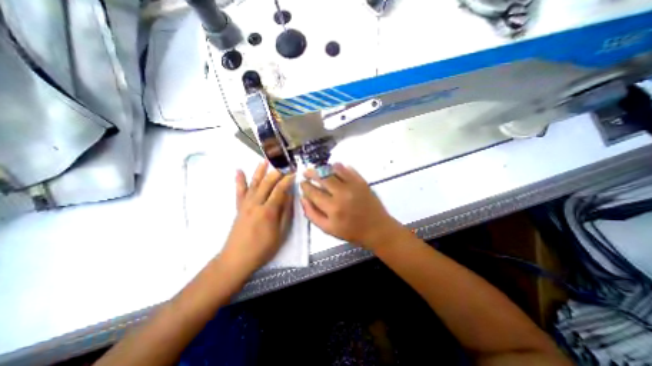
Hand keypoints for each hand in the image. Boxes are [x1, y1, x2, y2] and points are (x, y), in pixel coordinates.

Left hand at [223, 162, 297, 275]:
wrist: (237, 259)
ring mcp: (245, 205)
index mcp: (268, 211)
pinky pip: (239, 192)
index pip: (280, 189)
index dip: (288, 179)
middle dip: (276, 171)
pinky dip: (239, 180)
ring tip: (265, 159)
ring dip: (259, 171)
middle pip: (267, 183)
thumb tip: (289, 196)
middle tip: (283, 163)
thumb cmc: (263, 248)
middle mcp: (256, 204)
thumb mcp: (280, 233)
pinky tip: (239, 171)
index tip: (294, 172)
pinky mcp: (239, 208)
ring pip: (253, 184)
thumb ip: (285, 213)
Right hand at [300, 163, 402, 251]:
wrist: (376, 228)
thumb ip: (312, 214)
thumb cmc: (351, 231)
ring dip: (324, 167)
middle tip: (306, 172)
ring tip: (319, 170)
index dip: (305, 186)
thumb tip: (303, 198)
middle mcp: (342, 193)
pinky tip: (334, 169)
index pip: (313, 192)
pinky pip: (348, 169)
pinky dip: (339, 167)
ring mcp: (353, 185)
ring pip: (334, 169)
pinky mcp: (362, 181)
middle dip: (311, 172)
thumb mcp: (328, 229)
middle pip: (322, 176)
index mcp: (332, 208)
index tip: (302, 183)